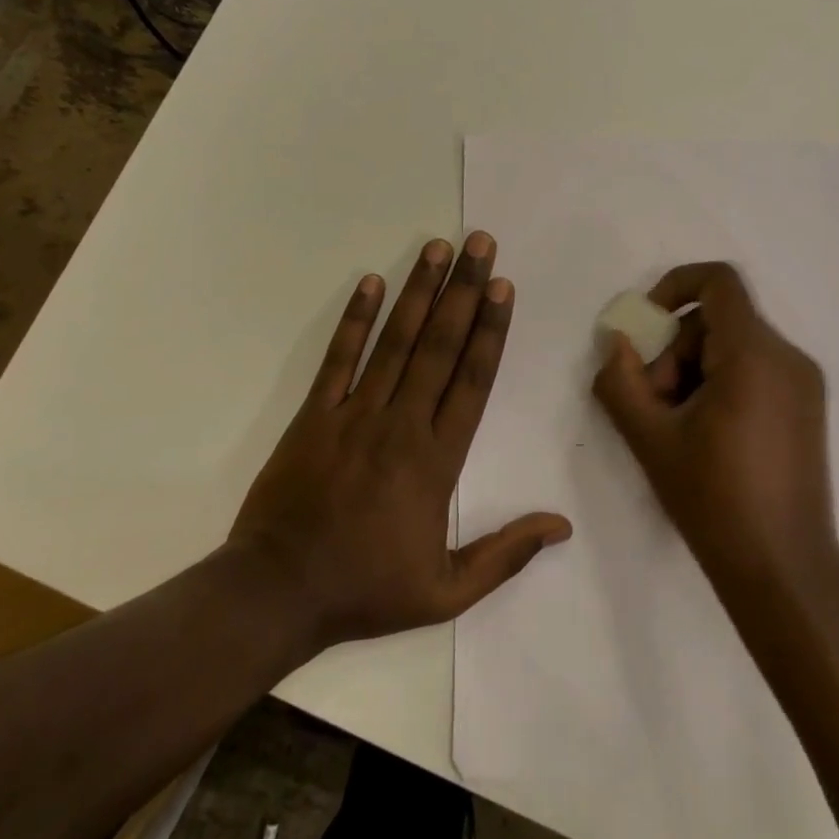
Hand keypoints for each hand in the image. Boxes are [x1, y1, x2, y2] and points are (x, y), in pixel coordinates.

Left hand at [231, 232, 571, 652]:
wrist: (276, 594)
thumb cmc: (365, 589)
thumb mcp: (445, 591)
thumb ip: (505, 555)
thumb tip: (561, 526)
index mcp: (436, 461)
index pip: (472, 381)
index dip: (490, 330)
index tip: (504, 288)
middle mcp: (401, 424)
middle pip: (439, 346)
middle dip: (464, 291)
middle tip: (480, 244)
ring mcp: (354, 414)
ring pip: (395, 342)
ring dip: (418, 291)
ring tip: (437, 248)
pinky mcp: (314, 414)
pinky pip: (338, 359)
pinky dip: (355, 320)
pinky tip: (370, 282)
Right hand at [592, 262, 838, 597]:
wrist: (784, 569)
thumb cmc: (714, 501)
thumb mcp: (650, 440)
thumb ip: (620, 382)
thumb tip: (616, 343)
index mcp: (754, 355)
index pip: (718, 281)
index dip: (675, 286)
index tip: (647, 325)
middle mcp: (788, 357)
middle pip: (718, 321)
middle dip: (674, 350)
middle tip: (653, 403)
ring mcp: (803, 383)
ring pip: (734, 347)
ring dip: (694, 371)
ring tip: (675, 426)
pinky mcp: (807, 407)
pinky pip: (755, 370)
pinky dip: (721, 383)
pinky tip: (704, 433)